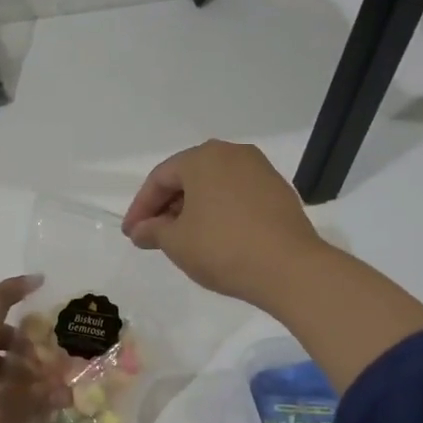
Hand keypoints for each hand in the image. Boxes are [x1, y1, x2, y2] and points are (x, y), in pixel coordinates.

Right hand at [121, 140, 325, 309]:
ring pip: (214, 185)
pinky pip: (237, 195)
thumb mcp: (177, 242)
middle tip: (153, 235)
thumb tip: (140, 231)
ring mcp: (260, 170)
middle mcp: (232, 153)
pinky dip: (219, 211)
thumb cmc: (223, 248)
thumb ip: (153, 231)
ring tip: (182, 238)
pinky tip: (214, 236)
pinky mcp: (279, 191)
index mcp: (202, 157)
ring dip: (193, 209)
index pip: (160, 178)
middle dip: (167, 206)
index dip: (141, 207)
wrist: (291, 269)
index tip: (131, 234)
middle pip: (188, 177)